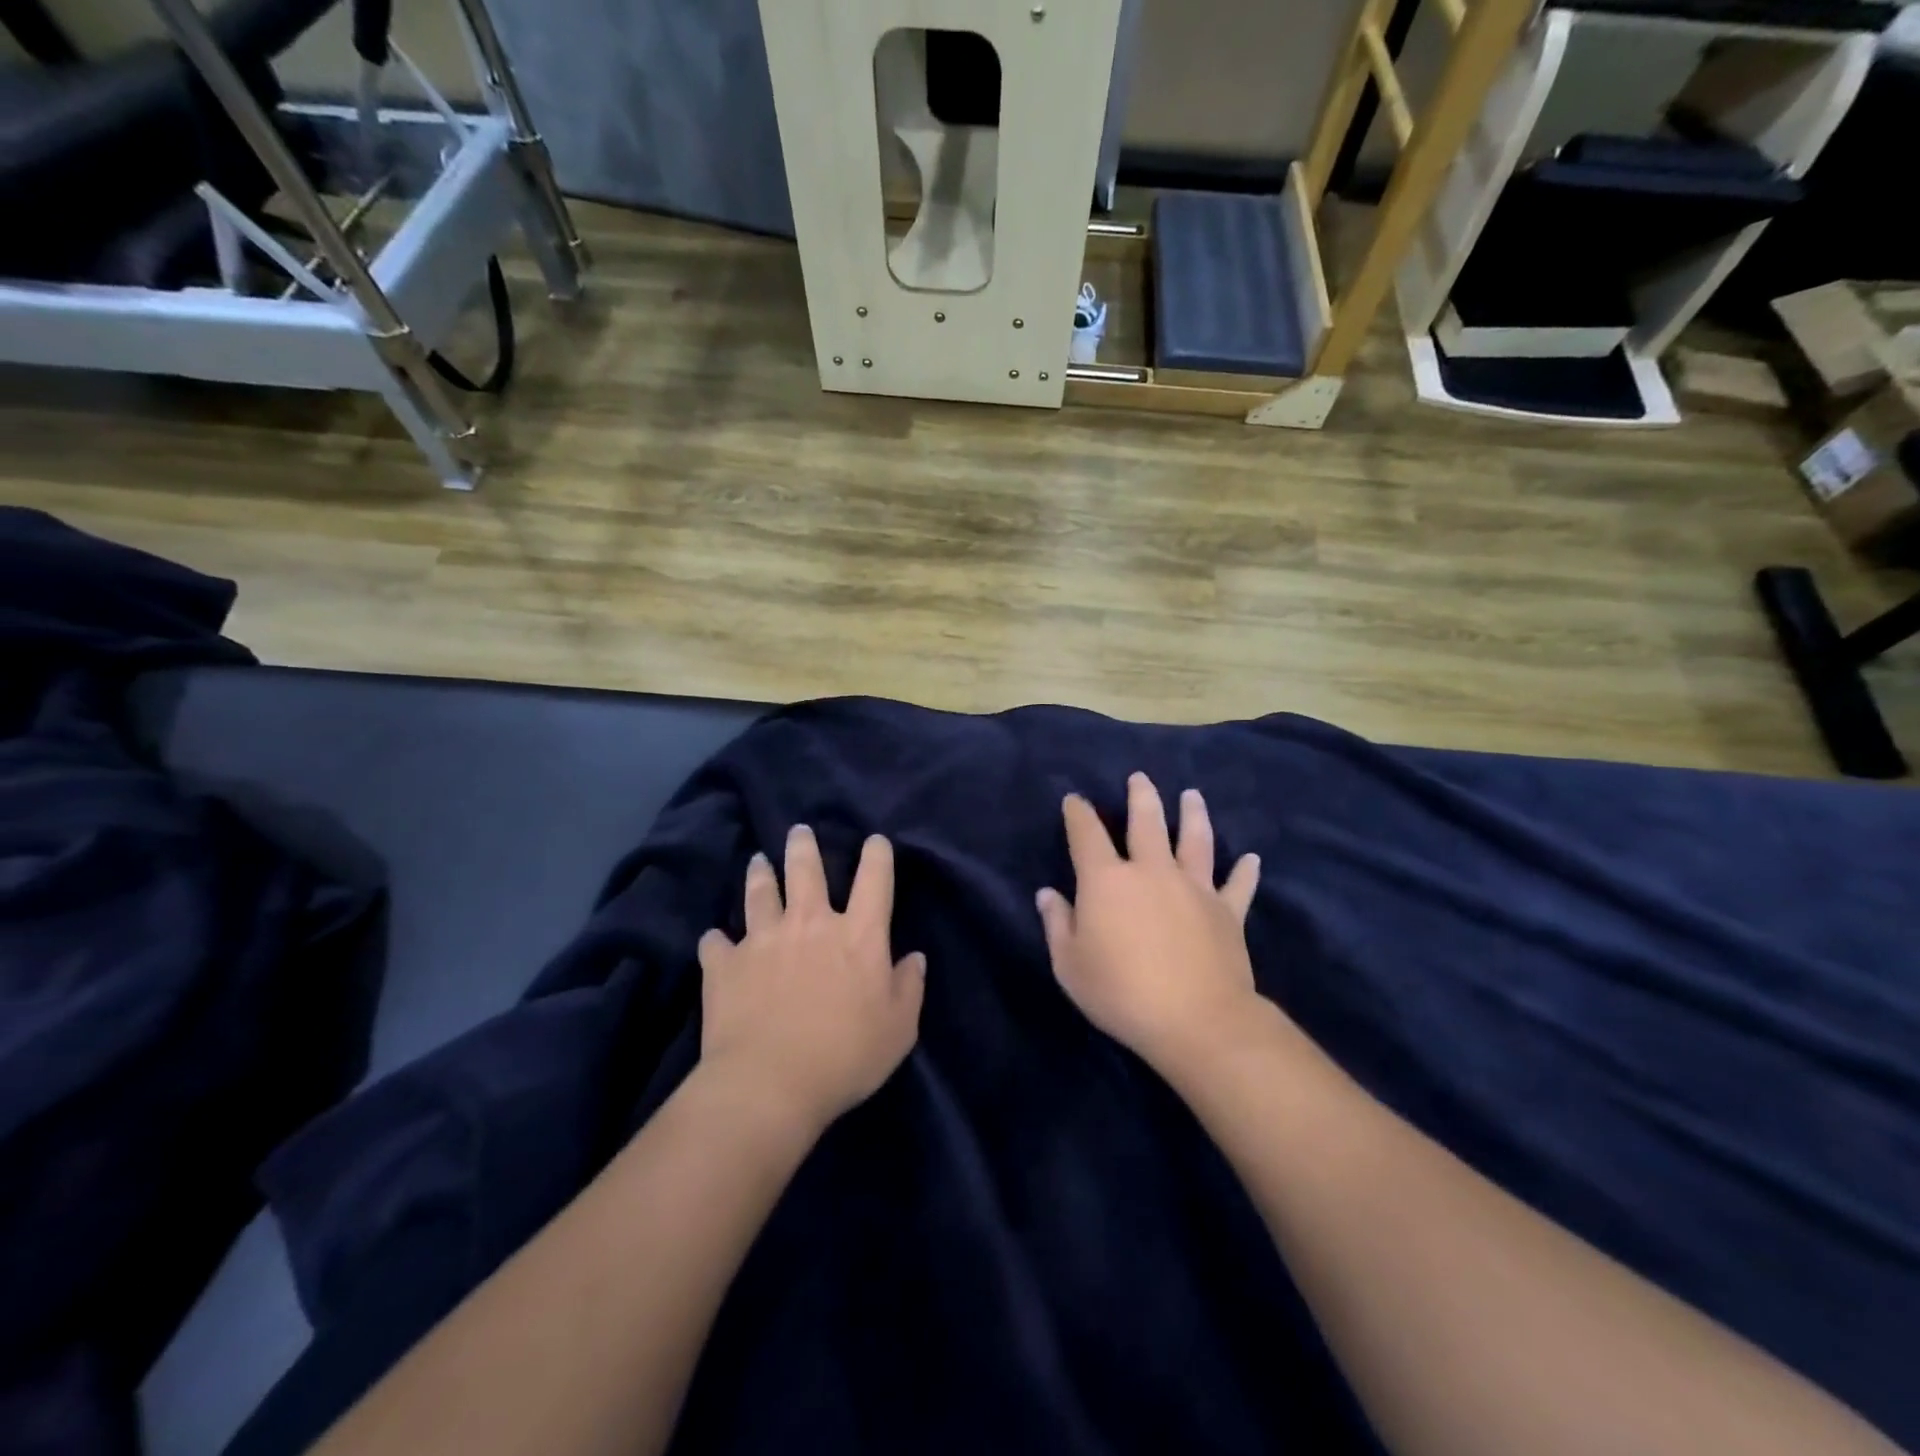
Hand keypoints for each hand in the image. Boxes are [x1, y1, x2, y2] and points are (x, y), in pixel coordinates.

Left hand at [698, 826, 925, 1132]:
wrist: (769, 1084)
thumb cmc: (846, 1056)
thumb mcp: (898, 1029)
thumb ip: (908, 987)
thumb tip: (914, 957)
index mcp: (858, 935)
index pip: (874, 879)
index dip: (877, 855)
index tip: (875, 841)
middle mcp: (810, 924)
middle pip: (806, 870)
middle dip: (803, 846)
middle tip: (798, 830)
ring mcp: (763, 940)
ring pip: (760, 893)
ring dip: (760, 874)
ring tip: (758, 860)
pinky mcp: (725, 964)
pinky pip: (716, 943)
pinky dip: (717, 941)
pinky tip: (715, 940)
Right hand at [1038, 774, 1262, 1073]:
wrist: (1196, 1020)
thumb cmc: (1121, 993)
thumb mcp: (1070, 965)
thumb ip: (1058, 924)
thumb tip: (1048, 894)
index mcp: (1107, 880)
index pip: (1087, 835)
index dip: (1079, 813)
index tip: (1075, 800)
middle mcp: (1151, 871)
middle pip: (1147, 822)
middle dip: (1141, 796)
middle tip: (1140, 777)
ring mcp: (1194, 888)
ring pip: (1196, 840)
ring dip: (1194, 815)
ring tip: (1192, 795)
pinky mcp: (1227, 911)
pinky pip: (1238, 885)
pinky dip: (1245, 872)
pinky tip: (1252, 859)